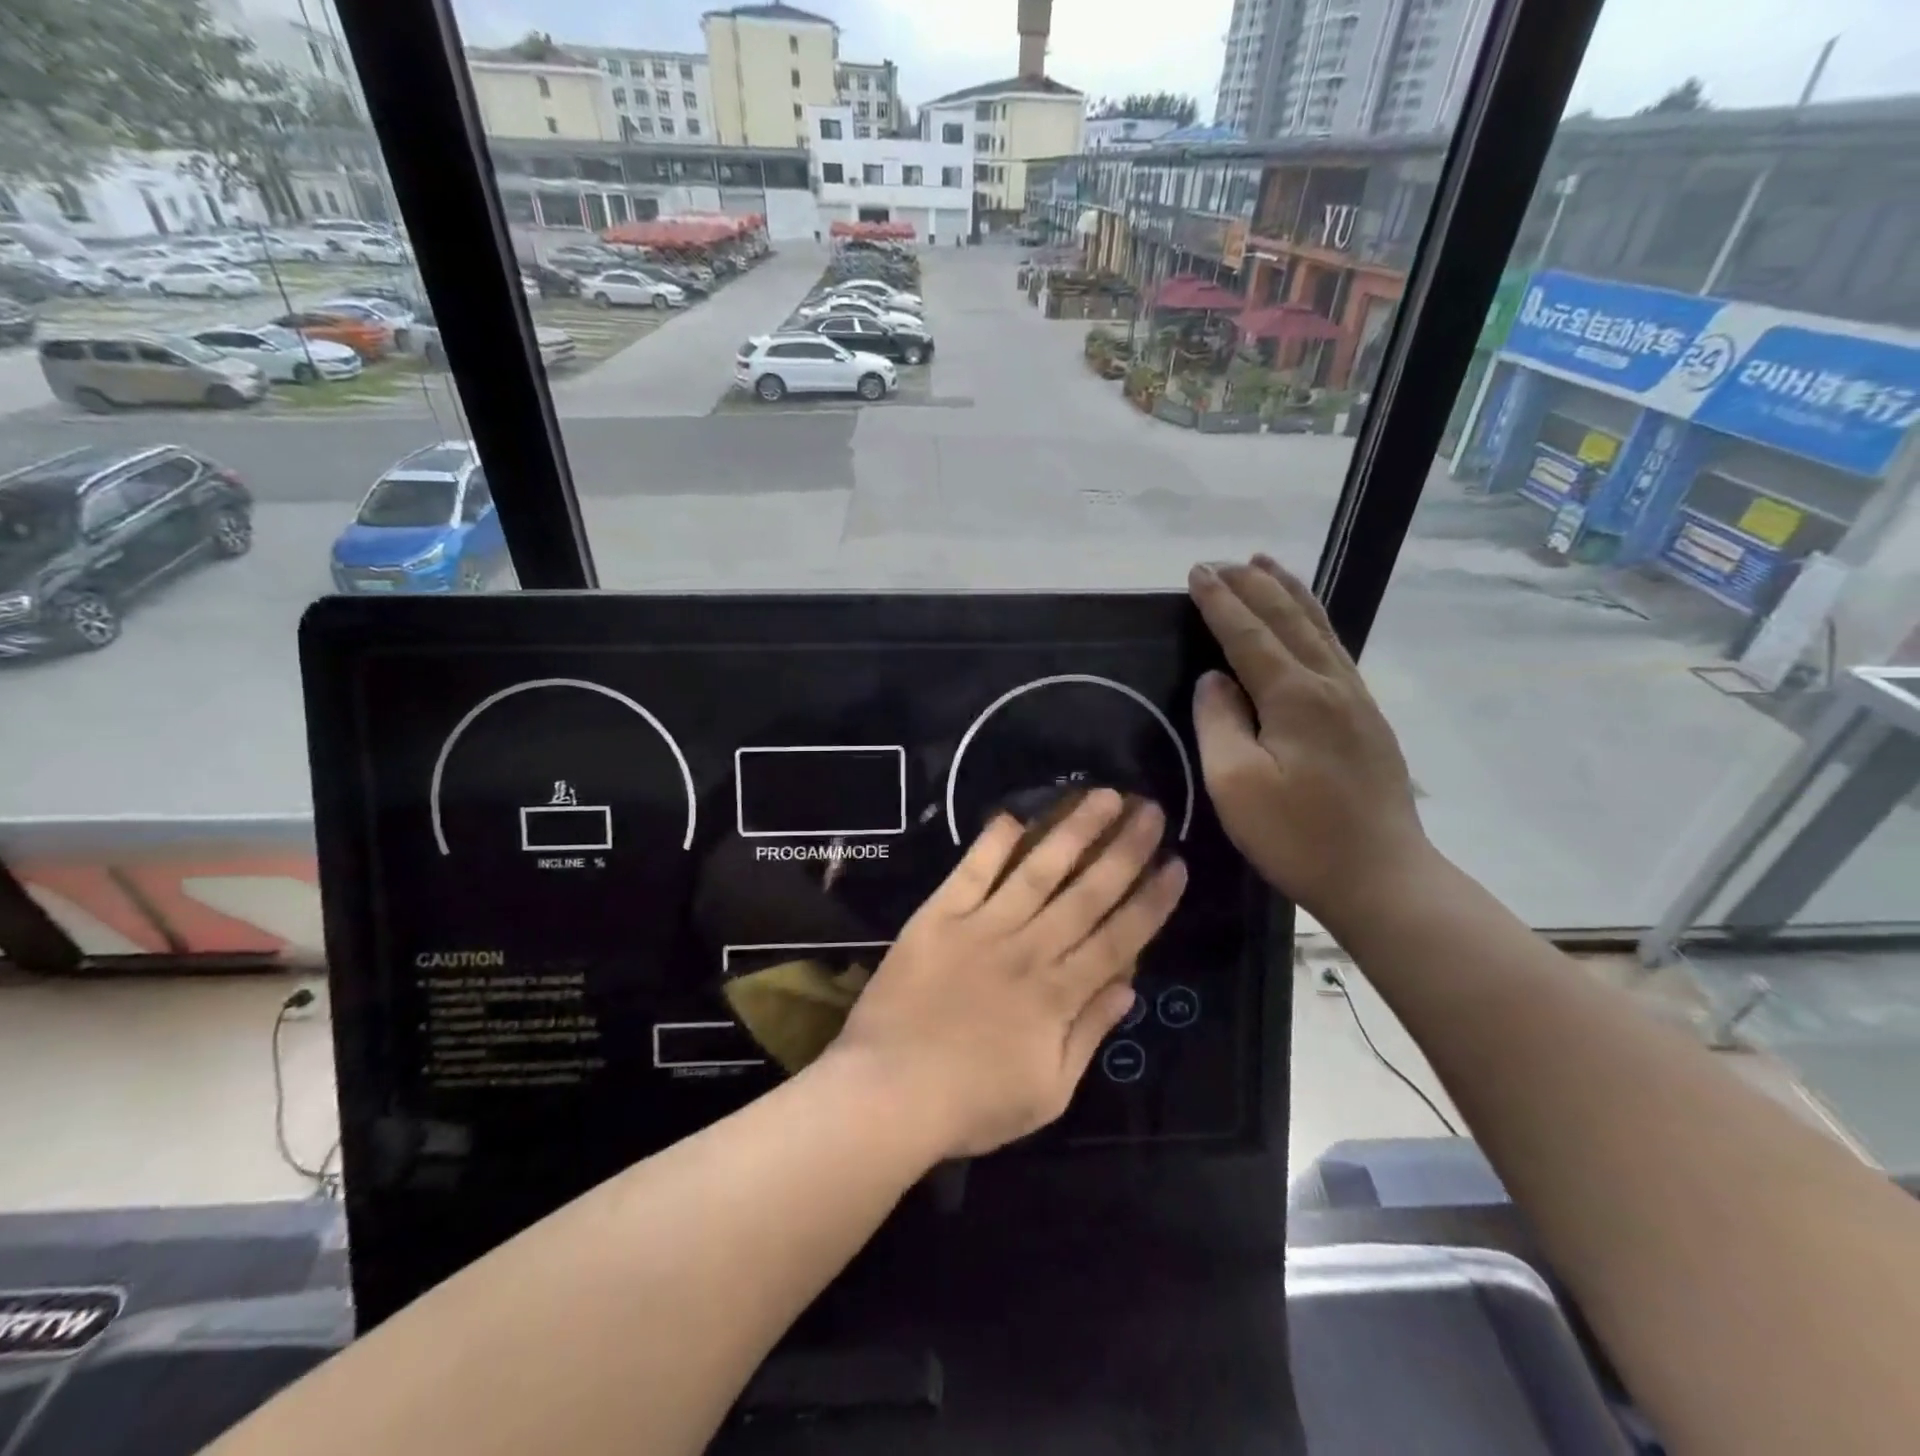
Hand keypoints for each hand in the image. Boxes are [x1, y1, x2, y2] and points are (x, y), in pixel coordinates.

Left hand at [829, 790, 1185, 1160]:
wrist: (887, 1092)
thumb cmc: (971, 1104)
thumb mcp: (1048, 1092)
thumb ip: (1089, 1034)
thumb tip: (1129, 987)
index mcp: (1059, 995)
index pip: (1119, 937)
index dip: (1151, 900)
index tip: (1176, 863)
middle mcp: (1029, 949)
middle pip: (1086, 892)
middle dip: (1125, 849)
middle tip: (1150, 809)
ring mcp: (982, 927)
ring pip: (1038, 870)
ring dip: (1073, 831)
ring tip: (1102, 795)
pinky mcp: (938, 917)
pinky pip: (972, 872)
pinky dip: (992, 843)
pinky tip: (1014, 814)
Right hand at [1188, 557, 1433, 928]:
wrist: (1382, 878)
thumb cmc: (1298, 836)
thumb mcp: (1236, 784)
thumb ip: (1219, 722)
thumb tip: (1214, 679)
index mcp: (1296, 696)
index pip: (1248, 634)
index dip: (1220, 602)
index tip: (1196, 572)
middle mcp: (1331, 684)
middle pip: (1289, 619)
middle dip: (1253, 585)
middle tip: (1223, 561)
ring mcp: (1356, 700)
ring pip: (1319, 628)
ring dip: (1288, 593)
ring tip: (1265, 566)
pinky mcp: (1367, 720)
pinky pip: (1334, 650)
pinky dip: (1312, 621)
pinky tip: (1306, 623)